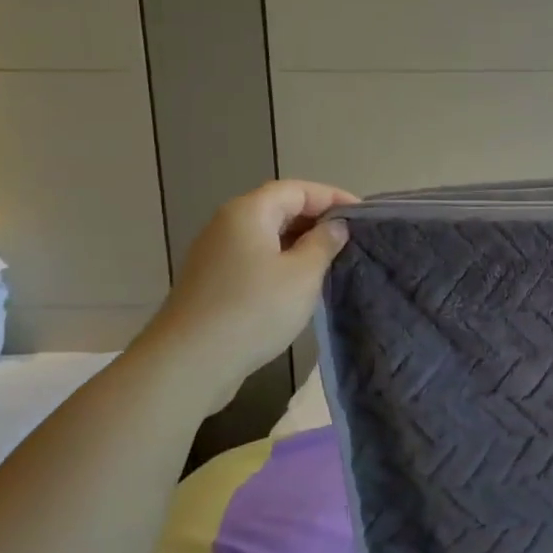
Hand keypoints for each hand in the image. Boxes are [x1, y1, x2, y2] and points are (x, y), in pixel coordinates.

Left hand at [144, 180, 354, 405]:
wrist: (190, 363)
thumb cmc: (254, 309)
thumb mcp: (302, 274)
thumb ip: (323, 243)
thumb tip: (334, 226)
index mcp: (249, 212)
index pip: (297, 190)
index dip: (332, 197)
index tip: (363, 216)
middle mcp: (227, 225)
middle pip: (279, 208)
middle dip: (317, 219)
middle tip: (351, 238)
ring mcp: (216, 255)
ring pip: (267, 236)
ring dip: (300, 243)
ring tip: (332, 260)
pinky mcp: (213, 282)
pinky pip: (255, 259)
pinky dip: (282, 262)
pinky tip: (300, 284)